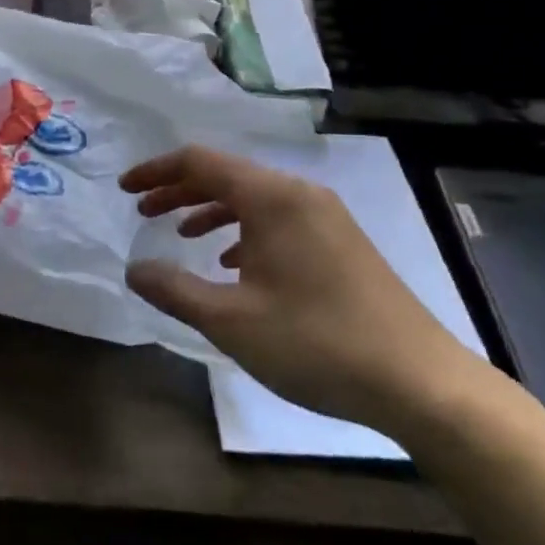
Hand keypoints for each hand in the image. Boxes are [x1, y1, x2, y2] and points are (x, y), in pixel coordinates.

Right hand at [121, 146, 482, 436]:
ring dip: (210, 210)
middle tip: (143, 212)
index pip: (200, 162)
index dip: (156, 172)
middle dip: (179, 190)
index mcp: (271, 198)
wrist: (420, 382)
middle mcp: (299, 194)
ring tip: (181, 236)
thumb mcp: (230, 321)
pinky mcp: (342, 242)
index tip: (124, 191)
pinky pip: (279, 219)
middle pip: (226, 175)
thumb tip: (134, 268)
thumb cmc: (316, 343)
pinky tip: (234, 264)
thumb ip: (174, 289)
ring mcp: (326, 217)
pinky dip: (244, 230)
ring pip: (254, 198)